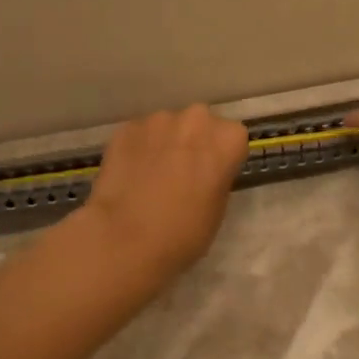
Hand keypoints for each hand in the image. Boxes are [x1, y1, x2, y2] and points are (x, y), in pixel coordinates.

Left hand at [81, 105, 249, 282]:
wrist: (125, 239)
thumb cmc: (183, 232)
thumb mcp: (218, 209)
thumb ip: (217, 178)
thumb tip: (204, 173)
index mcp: (227, 139)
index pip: (233, 138)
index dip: (222, 157)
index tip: (212, 175)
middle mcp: (196, 119)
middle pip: (200, 124)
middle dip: (194, 141)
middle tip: (183, 171)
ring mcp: (157, 120)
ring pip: (167, 126)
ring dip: (164, 143)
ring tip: (152, 175)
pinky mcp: (126, 128)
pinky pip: (139, 135)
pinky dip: (138, 149)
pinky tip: (130, 175)